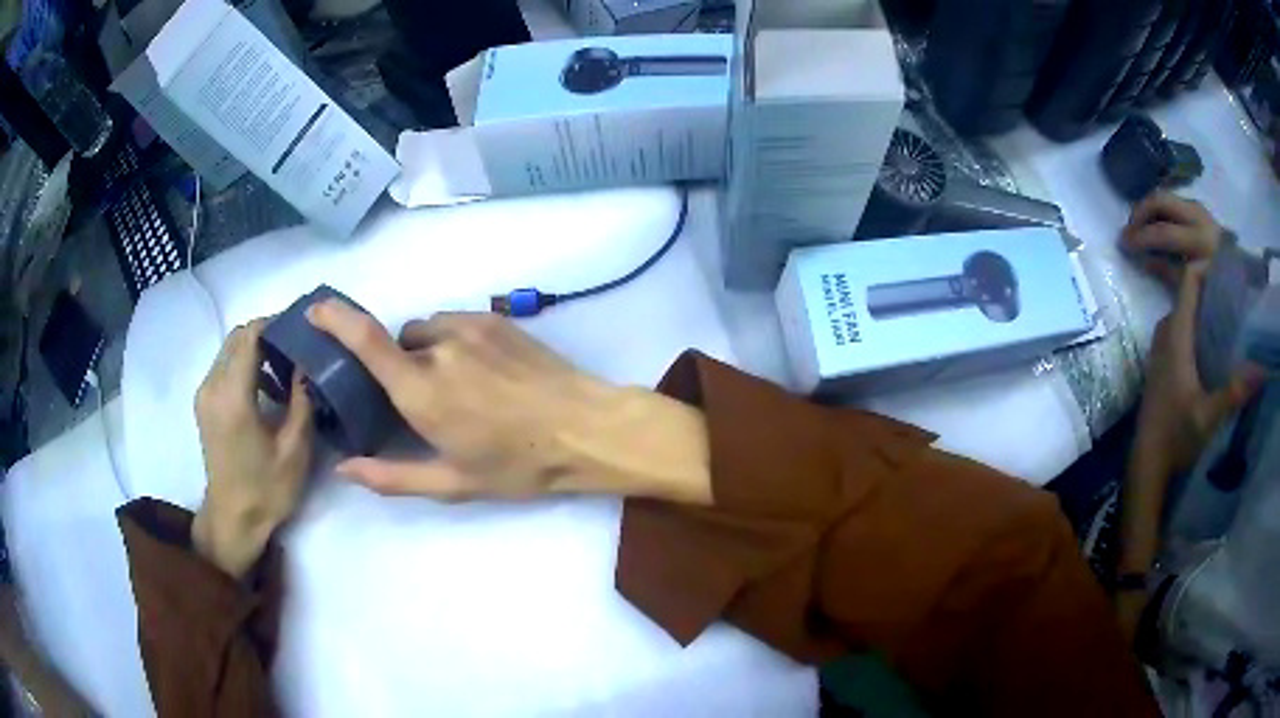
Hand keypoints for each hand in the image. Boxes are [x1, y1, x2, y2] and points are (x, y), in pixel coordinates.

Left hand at [192, 320, 313, 577]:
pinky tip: (265, 388)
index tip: (302, 328)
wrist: (234, 520)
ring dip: (256, 349)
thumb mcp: (294, 449)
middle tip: (297, 348)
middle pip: (238, 337)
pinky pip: (224, 367)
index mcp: (233, 395)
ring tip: (285, 369)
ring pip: (230, 350)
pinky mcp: (204, 404)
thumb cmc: (267, 489)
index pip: (250, 335)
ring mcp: (204, 394)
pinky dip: (244, 365)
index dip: (276, 323)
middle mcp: (212, 386)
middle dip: (267, 334)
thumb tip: (309, 364)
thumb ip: (302, 400)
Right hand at [307, 303, 710, 504]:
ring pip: (425, 331)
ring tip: (458, 389)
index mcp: (422, 390)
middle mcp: (439, 348)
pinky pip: (454, 323)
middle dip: (397, 369)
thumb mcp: (453, 483)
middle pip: (396, 345)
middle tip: (425, 403)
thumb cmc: (519, 464)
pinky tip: (480, 372)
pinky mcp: (495, 319)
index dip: (335, 320)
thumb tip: (343, 468)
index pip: (365, 341)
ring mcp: (470, 327)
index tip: (315, 310)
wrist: (586, 428)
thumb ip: (391, 476)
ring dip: (424, 353)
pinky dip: (451, 341)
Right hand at [1122, 193, 1222, 286]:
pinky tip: (1155, 224)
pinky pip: (1174, 203)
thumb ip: (1168, 272)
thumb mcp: (1193, 288)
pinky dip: (1160, 211)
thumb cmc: (1216, 291)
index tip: (1124, 246)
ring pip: (1165, 197)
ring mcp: (1199, 209)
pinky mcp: (1199, 208)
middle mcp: (1197, 217)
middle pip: (1160, 200)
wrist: (1241, 280)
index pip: (1162, 232)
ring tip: (1138, 225)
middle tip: (1128, 229)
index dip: (1141, 238)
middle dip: (1139, 213)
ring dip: (1148, 209)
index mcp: (1199, 240)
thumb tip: (1145, 261)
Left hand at [1132, 263, 1262, 480]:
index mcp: (1176, 335)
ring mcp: (1160, 351)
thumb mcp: (1208, 417)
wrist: (1145, 466)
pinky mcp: (1162, 367)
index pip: (1188, 281)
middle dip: (1211, 289)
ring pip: (1184, 315)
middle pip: (1187, 295)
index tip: (1228, 270)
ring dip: (1204, 311)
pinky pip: (1181, 334)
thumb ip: (1235, 392)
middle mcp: (1165, 334)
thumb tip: (1262, 369)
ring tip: (1229, 317)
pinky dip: (1197, 329)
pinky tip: (1214, 346)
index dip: (1207, 267)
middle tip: (1235, 295)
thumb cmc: (1175, 438)